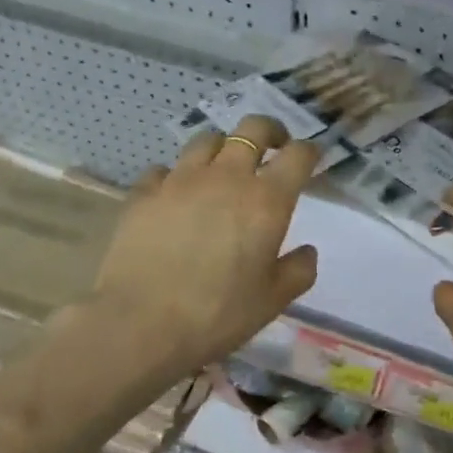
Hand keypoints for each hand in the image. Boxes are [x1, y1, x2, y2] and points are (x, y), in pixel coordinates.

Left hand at [90, 114, 320, 380]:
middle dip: (269, 131)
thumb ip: (298, 270)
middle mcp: (226, 177)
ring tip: (223, 167)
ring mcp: (180, 180)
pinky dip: (176, 176)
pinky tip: (175, 196)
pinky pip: (164, 169)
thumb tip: (306, 251)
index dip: (309, 151)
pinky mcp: (144, 193)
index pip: (298, 155)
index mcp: (266, 200)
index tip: (311, 159)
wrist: (141, 323)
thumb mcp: (273, 301)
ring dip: (223, 148)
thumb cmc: (218, 314)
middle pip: (252, 129)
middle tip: (274, 147)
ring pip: (206, 141)